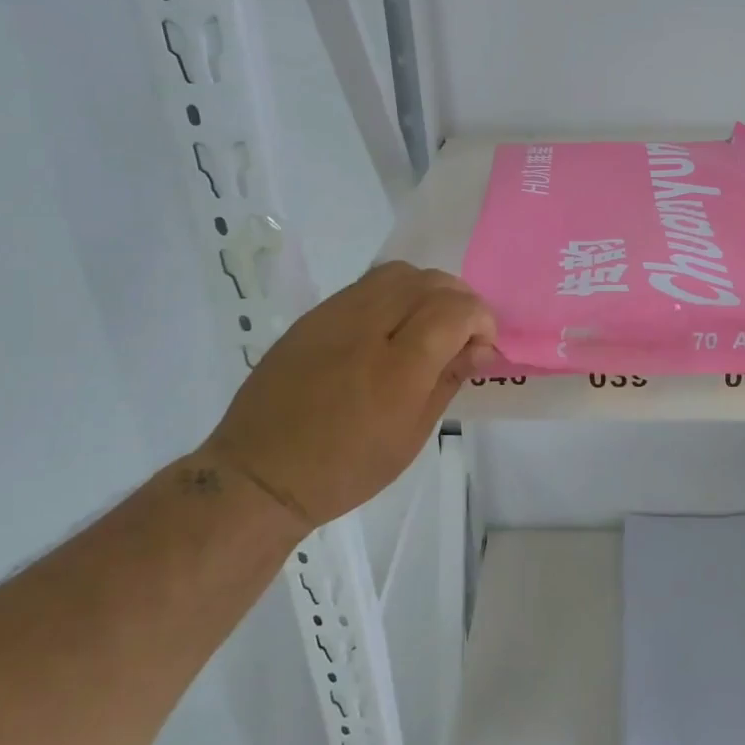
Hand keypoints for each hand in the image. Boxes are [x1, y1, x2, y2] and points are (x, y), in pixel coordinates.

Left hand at [199, 262, 494, 532]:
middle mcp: (367, 329)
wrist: (262, 472)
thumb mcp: (411, 436)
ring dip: (427, 289)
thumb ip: (448, 380)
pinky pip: (366, 284)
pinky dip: (395, 292)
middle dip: (459, 299)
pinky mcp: (314, 315)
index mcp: (397, 370)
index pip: (454, 310)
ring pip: (398, 272)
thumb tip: (480, 347)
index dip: (480, 318)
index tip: (481, 344)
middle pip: (429, 282)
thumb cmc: (345, 469)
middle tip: (462, 332)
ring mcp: (335, 316)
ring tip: (428, 322)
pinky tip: (392, 324)